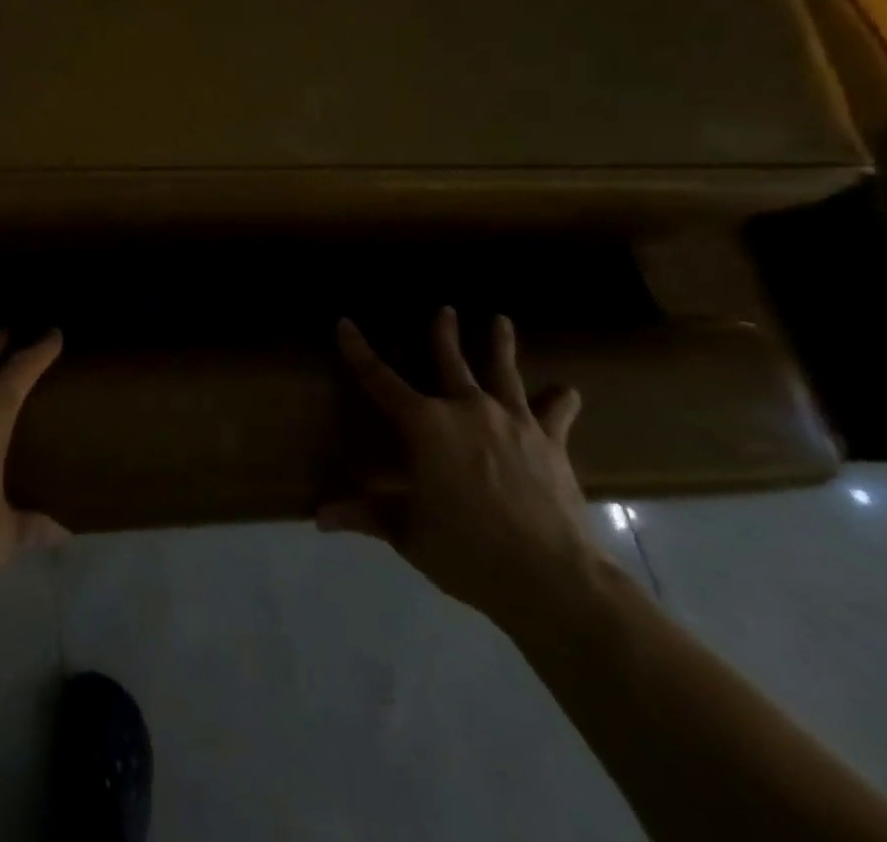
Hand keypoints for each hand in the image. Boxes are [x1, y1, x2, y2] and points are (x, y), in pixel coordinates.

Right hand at [318, 308, 608, 630]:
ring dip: (499, 345)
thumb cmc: (467, 550)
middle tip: (445, 308)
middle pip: (449, 361)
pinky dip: (560, 400)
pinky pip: (555, 413)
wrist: (551, 579)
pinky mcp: (551, 443)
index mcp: (424, 425)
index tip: (344, 323)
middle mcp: (466, 409)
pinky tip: (567, 390)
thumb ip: (366, 515)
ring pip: (503, 372)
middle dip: (443, 333)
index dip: (358, 350)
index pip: (379, 379)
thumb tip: (319, 518)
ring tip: (500, 320)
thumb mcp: (408, 533)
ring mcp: (512, 422)